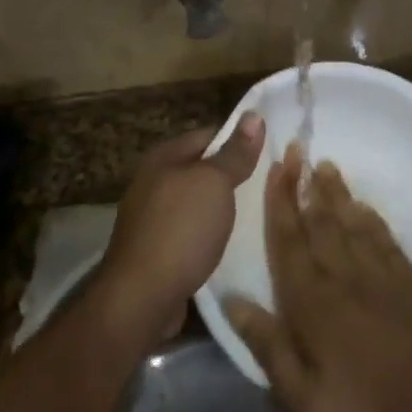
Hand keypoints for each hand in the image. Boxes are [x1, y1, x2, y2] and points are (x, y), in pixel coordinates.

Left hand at [94, 113, 264, 347]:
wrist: (141, 297)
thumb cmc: (180, 230)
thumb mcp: (214, 183)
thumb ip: (234, 153)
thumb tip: (253, 114)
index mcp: (163, 158)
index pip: (208, 134)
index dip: (238, 140)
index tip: (270, 152)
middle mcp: (152, 182)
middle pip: (200, 169)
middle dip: (231, 176)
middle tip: (270, 184)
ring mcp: (151, 218)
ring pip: (196, 203)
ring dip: (221, 208)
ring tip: (257, 214)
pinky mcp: (155, 250)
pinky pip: (190, 231)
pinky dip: (209, 234)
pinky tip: (230, 243)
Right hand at [224, 148, 411, 411]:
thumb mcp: (303, 400)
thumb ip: (268, 346)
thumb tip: (232, 300)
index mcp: (313, 303)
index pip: (289, 241)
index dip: (279, 203)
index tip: (274, 168)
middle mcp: (345, 278)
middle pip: (320, 222)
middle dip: (304, 185)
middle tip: (296, 149)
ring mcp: (382, 277)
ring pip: (352, 223)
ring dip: (337, 194)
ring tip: (324, 166)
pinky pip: (386, 240)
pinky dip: (372, 218)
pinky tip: (364, 206)